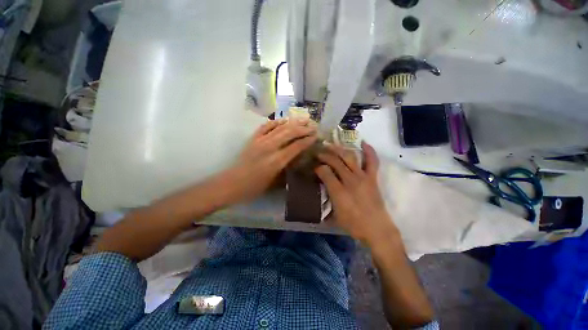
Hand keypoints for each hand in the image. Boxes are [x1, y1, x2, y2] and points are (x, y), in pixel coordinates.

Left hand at [223, 118, 316, 203]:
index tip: (316, 135)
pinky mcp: (253, 138)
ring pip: (280, 127)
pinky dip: (276, 122)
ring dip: (293, 122)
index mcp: (277, 161)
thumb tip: (297, 160)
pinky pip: (266, 126)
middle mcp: (270, 147)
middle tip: (313, 125)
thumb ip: (287, 169)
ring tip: (303, 119)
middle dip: (303, 128)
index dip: (307, 140)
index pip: (296, 146)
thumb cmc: (254, 187)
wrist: (232, 183)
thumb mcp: (274, 182)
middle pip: (290, 133)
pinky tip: (283, 120)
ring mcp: (260, 141)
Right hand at [315, 142, 398, 243]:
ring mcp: (362, 177)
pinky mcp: (372, 178)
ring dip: (339, 149)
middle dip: (325, 155)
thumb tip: (318, 194)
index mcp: (338, 191)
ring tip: (332, 145)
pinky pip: (372, 161)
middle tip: (319, 152)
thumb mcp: (334, 216)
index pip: (324, 172)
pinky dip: (369, 151)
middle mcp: (349, 180)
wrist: (377, 230)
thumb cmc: (354, 225)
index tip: (314, 167)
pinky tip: (364, 143)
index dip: (317, 168)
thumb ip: (325, 202)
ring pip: (349, 157)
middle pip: (335, 161)